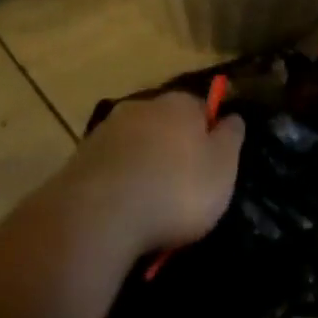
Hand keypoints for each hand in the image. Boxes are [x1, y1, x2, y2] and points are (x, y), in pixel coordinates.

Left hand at [63, 90, 245, 254]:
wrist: (101, 213)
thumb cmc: (175, 189)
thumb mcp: (222, 168)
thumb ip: (231, 138)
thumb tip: (233, 116)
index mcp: (180, 103)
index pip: (201, 107)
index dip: (209, 133)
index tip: (212, 163)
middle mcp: (144, 105)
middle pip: (166, 121)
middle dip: (174, 146)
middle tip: (182, 184)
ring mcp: (109, 128)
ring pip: (137, 140)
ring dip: (145, 161)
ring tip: (151, 200)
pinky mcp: (84, 155)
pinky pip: (113, 164)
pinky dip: (121, 178)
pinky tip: (124, 206)